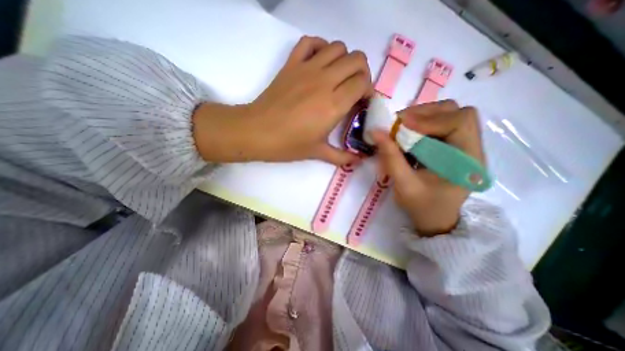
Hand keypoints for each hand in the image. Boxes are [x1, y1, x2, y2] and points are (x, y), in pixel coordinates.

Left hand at [193, 36, 372, 165]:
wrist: (257, 132)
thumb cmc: (288, 145)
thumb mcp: (318, 153)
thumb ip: (342, 157)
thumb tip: (359, 161)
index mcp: (334, 104)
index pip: (362, 82)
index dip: (367, 90)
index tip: (362, 102)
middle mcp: (325, 81)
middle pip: (357, 60)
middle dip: (362, 72)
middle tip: (354, 88)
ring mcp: (307, 69)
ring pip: (338, 47)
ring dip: (344, 60)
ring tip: (339, 77)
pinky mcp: (291, 64)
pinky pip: (311, 42)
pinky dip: (320, 47)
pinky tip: (319, 63)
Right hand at [367, 102, 484, 238]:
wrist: (434, 218)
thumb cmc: (422, 206)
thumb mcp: (404, 185)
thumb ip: (391, 158)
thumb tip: (375, 132)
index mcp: (468, 160)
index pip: (459, 122)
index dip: (429, 119)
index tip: (401, 125)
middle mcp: (471, 147)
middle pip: (455, 112)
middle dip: (424, 114)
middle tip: (398, 123)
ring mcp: (462, 144)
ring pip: (446, 114)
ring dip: (421, 116)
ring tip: (400, 127)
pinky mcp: (451, 145)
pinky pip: (437, 124)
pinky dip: (420, 124)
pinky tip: (407, 133)